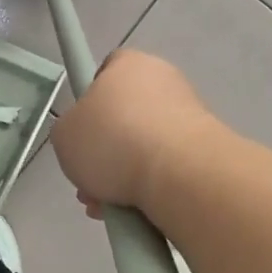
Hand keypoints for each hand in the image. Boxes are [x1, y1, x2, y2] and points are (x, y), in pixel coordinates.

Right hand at [51, 50, 216, 216]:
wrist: (180, 172)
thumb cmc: (114, 140)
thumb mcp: (64, 135)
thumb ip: (71, 130)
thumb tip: (86, 138)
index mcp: (129, 63)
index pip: (106, 72)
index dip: (90, 102)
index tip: (84, 132)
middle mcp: (164, 79)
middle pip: (126, 114)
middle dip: (107, 150)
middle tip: (90, 181)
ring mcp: (190, 112)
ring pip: (146, 144)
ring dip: (127, 172)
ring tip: (109, 205)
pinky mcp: (206, 145)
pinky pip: (168, 164)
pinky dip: (153, 183)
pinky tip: (136, 209)